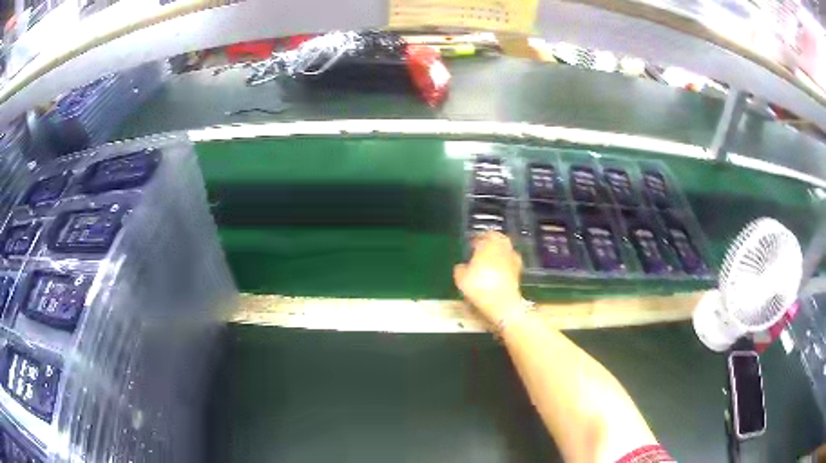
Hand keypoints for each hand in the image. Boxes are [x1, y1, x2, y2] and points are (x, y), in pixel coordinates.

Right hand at [453, 231, 523, 324]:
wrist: (503, 302)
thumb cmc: (480, 286)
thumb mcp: (461, 278)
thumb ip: (460, 269)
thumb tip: (461, 266)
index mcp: (487, 244)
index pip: (481, 236)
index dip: (475, 240)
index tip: (470, 244)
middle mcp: (502, 246)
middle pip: (497, 238)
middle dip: (490, 241)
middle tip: (482, 248)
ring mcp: (512, 257)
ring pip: (505, 248)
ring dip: (499, 250)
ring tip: (491, 259)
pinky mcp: (518, 269)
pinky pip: (510, 260)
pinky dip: (505, 262)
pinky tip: (499, 270)